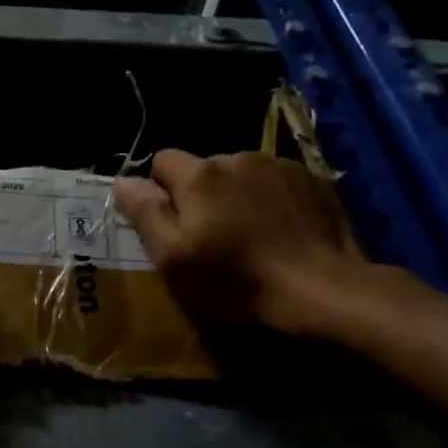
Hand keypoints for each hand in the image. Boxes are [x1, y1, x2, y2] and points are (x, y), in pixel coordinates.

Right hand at [113, 149, 371, 336]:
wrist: (324, 290)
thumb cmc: (237, 279)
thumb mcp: (173, 257)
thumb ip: (144, 212)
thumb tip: (122, 180)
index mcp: (199, 174)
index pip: (162, 160)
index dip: (160, 190)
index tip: (173, 224)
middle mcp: (237, 157)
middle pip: (204, 168)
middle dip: (201, 193)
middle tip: (212, 236)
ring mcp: (279, 166)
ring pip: (241, 174)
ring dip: (237, 195)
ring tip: (251, 234)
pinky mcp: (313, 180)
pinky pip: (276, 182)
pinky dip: (271, 199)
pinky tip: (282, 230)